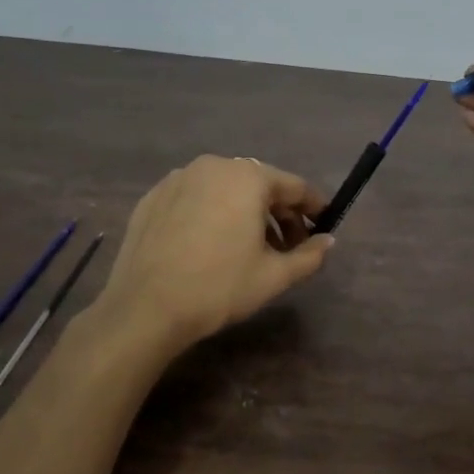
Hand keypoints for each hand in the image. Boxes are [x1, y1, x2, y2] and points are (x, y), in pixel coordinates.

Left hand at [96, 155, 332, 350]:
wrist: (144, 308)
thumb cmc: (219, 287)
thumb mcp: (274, 276)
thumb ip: (309, 255)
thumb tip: (328, 241)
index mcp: (248, 177)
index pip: (294, 186)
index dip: (314, 207)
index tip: (324, 225)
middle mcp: (214, 166)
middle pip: (259, 184)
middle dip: (279, 213)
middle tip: (289, 246)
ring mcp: (178, 178)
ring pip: (225, 190)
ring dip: (245, 213)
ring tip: (250, 249)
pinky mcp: (153, 196)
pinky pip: (195, 198)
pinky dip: (212, 213)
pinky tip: (211, 245)